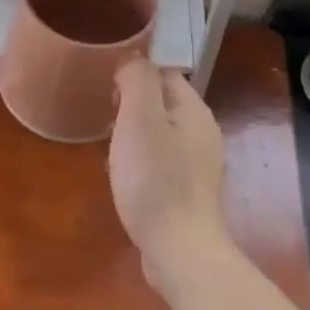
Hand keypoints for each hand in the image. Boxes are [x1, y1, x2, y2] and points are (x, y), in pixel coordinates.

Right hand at [110, 59, 232, 296]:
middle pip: (163, 103)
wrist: (179, 249)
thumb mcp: (139, 119)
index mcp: (195, 111)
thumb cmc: (155, 179)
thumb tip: (133, 60)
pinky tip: (125, 178)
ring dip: (134, 135)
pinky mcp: (190, 192)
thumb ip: (137, 81)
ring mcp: (199, 165)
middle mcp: (203, 133)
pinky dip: (142, 161)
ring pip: (161, 133)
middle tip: (106, 121)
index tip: (108, 92)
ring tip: (111, 150)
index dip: (134, 75)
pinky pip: (162, 162)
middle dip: (132, 106)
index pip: (164, 73)